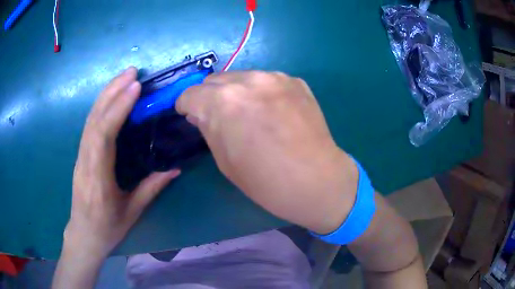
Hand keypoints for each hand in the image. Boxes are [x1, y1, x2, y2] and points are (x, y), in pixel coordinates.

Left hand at [65, 67, 179, 258]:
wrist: (84, 235)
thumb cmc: (107, 228)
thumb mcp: (132, 212)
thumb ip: (151, 188)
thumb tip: (175, 169)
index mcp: (98, 179)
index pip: (103, 136)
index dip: (117, 109)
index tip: (134, 87)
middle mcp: (85, 162)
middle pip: (94, 120)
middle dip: (112, 92)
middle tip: (132, 72)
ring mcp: (80, 156)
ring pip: (90, 119)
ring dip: (106, 95)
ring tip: (123, 77)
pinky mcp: (81, 154)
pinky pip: (90, 125)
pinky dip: (101, 107)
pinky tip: (111, 97)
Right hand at [177, 71, 357, 233]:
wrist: (317, 181)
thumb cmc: (266, 182)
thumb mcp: (225, 161)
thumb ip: (209, 129)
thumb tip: (200, 113)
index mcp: (223, 102)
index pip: (190, 94)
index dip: (186, 106)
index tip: (191, 116)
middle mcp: (247, 81)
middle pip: (214, 80)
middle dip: (209, 97)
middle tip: (219, 117)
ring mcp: (275, 77)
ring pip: (240, 77)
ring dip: (235, 92)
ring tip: (249, 114)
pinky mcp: (295, 81)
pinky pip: (266, 81)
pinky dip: (261, 93)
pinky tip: (273, 112)